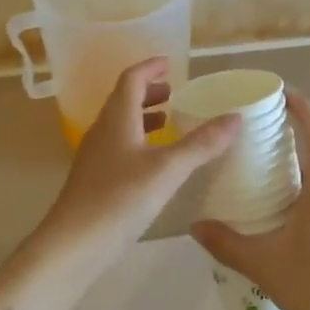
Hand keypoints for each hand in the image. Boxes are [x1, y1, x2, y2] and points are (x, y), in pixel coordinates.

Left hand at [33, 57, 238, 274]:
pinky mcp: (95, 179)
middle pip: (124, 99)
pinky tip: (155, 162)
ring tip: (170, 123)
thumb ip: (202, 144)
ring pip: (121, 124)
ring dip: (144, 117)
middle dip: (149, 92)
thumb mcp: (168, 170)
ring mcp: (96, 155)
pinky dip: (140, 141)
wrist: (74, 244)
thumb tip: (236, 117)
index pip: (132, 79)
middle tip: (175, 94)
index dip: (150, 68)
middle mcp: (103, 130)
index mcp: (117, 118)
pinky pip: (119, 146)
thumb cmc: (120, 198)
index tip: (171, 64)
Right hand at [190, 91, 309, 309]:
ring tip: (263, 189)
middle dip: (291, 148)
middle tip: (259, 145)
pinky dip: (304, 208)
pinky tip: (283, 231)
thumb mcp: (262, 264)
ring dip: (296, 182)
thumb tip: (195, 226)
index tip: (285, 94)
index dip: (305, 111)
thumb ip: (227, 243)